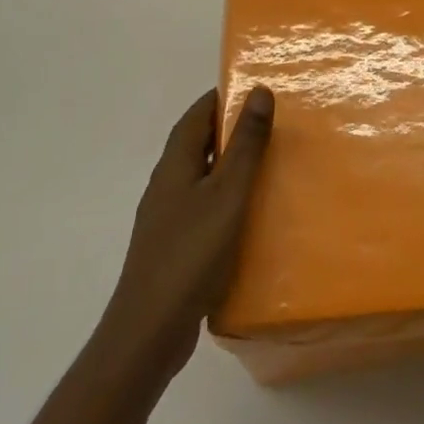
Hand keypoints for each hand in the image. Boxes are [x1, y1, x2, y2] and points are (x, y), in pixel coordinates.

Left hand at [104, 86, 273, 384]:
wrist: (148, 334)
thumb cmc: (190, 254)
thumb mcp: (228, 193)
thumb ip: (245, 143)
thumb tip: (259, 91)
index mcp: (175, 164)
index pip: (198, 113)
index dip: (225, 96)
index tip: (259, 89)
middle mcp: (167, 184)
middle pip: (199, 143)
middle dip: (233, 129)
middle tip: (275, 124)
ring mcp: (167, 218)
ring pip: (203, 177)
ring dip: (231, 166)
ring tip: (271, 165)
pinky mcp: (174, 247)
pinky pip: (204, 208)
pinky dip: (228, 199)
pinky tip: (251, 215)